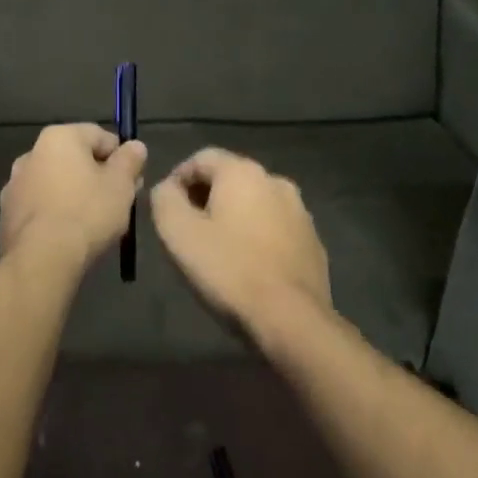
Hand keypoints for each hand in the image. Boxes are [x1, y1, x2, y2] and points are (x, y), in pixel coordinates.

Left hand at [0, 124, 146, 268]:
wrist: (41, 258)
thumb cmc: (87, 213)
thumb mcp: (121, 185)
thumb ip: (130, 160)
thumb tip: (135, 146)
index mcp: (58, 138)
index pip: (99, 135)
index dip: (121, 157)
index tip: (132, 180)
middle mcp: (31, 153)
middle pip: (75, 158)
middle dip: (98, 176)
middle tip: (119, 202)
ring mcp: (15, 184)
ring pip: (56, 182)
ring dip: (76, 193)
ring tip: (95, 221)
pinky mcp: (8, 213)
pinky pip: (41, 205)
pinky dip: (56, 212)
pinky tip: (69, 234)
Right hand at [150, 148, 331, 350]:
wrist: (290, 319)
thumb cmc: (227, 270)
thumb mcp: (177, 232)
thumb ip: (164, 198)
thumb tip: (168, 188)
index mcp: (243, 172)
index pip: (201, 158)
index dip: (178, 178)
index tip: (166, 208)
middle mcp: (276, 181)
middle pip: (230, 179)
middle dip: (205, 198)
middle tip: (187, 230)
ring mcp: (300, 212)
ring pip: (254, 204)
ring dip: (233, 217)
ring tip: (216, 249)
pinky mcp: (313, 242)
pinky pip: (275, 228)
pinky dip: (256, 237)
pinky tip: (247, 266)